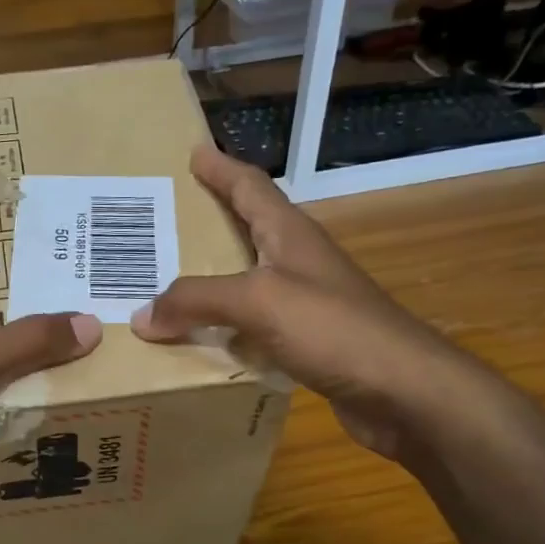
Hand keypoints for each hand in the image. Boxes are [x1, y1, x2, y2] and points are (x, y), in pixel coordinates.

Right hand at [132, 145, 490, 460]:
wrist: (403, 392)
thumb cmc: (334, 329)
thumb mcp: (257, 301)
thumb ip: (196, 301)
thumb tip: (142, 316)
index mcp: (289, 235)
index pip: (250, 187)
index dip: (221, 168)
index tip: (194, 151)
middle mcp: (297, 262)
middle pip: (246, 230)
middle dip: (207, 221)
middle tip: (162, 221)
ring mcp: (305, 303)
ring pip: (244, 282)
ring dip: (209, 280)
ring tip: (165, 284)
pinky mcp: (306, 342)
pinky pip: (250, 325)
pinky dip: (222, 327)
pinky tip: (198, 340)